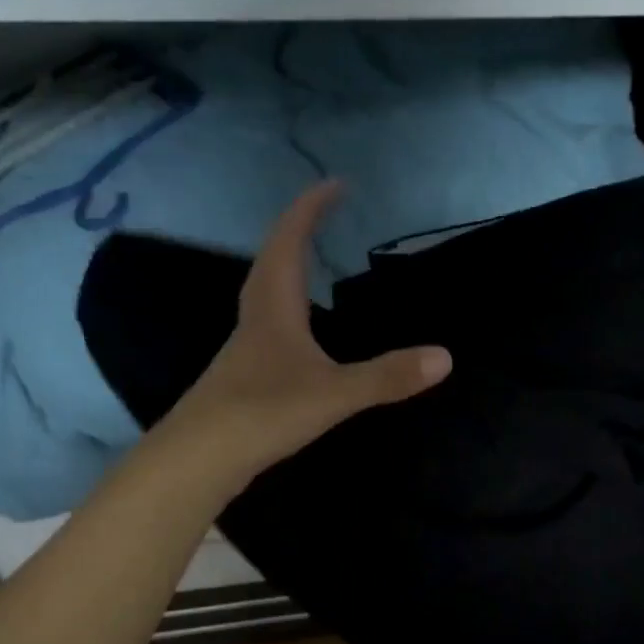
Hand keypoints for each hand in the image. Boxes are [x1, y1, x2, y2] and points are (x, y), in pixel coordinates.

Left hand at [170, 182, 451, 480]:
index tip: (337, 184)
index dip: (311, 208)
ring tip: (316, 259)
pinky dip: (289, 307)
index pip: (290, 240)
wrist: (198, 459)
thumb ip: (387, 377)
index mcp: (274, 305)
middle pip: (273, 258)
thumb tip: (445, 357)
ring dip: (289, 265)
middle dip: (299, 229)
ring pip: (267, 291)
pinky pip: (269, 322)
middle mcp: (256, 316)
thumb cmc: (262, 413)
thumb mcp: (333, 394)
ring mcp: (246, 346)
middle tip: (327, 213)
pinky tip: (301, 330)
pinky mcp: (244, 374)